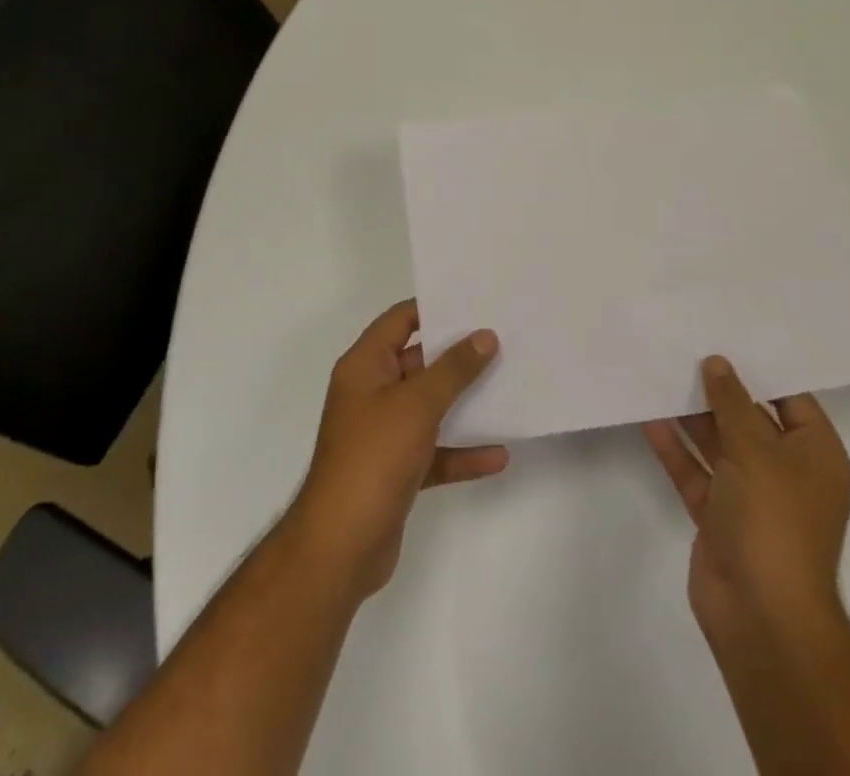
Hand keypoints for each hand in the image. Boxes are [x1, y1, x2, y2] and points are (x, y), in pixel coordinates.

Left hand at [288, 300, 505, 599]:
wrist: (340, 547)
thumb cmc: (373, 458)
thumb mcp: (417, 404)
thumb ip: (453, 369)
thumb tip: (484, 335)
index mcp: (365, 366)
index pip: (399, 320)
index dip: (433, 307)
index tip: (474, 301)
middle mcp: (371, 393)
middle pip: (418, 362)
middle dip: (457, 355)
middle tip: (502, 340)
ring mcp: (383, 434)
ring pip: (430, 407)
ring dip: (464, 402)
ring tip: (508, 387)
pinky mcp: (396, 471)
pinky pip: (435, 451)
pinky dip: (462, 451)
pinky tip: (498, 455)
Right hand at [643, 356, 849, 646]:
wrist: (761, 616)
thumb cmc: (774, 522)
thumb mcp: (757, 451)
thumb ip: (733, 403)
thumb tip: (717, 362)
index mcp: (815, 457)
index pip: (791, 399)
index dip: (761, 368)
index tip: (727, 333)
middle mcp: (785, 472)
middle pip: (750, 419)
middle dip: (718, 389)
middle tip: (684, 345)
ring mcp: (749, 496)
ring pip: (718, 443)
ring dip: (691, 415)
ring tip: (659, 373)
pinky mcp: (718, 516)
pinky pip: (695, 471)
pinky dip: (675, 448)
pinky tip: (648, 418)